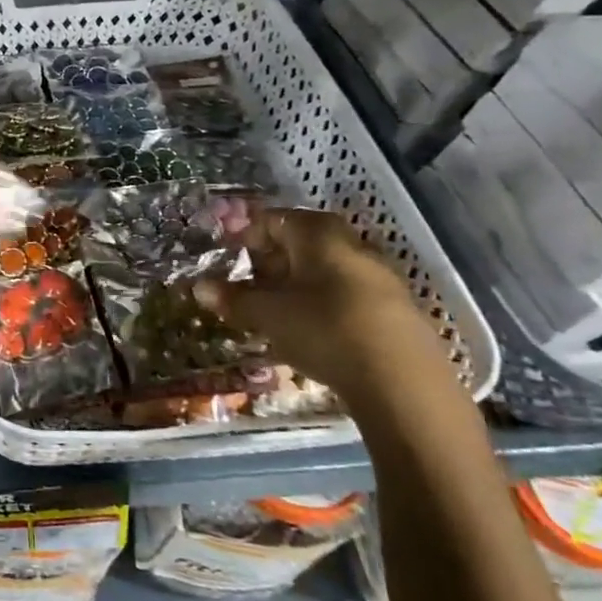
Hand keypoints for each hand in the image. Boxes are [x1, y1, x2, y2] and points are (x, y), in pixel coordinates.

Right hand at [194, 208, 453, 405]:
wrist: (402, 381)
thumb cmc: (323, 329)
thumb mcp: (267, 314)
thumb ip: (233, 298)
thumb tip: (200, 286)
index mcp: (318, 232)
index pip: (271, 219)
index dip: (243, 236)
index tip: (223, 258)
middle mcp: (350, 243)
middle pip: (298, 243)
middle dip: (267, 263)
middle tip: (243, 286)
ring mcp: (376, 275)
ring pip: (321, 270)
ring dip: (292, 285)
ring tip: (270, 312)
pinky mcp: (392, 308)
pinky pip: (342, 293)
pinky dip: (317, 303)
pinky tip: (306, 331)